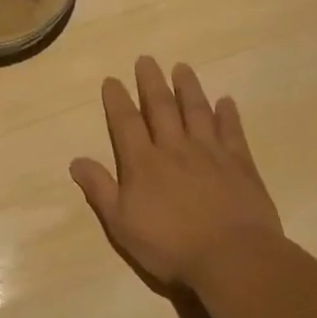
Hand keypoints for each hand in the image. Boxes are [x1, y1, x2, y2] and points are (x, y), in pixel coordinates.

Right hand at [69, 57, 282, 289]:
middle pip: (161, 108)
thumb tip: (76, 160)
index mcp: (142, 162)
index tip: (112, 80)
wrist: (233, 258)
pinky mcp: (240, 165)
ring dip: (188, 88)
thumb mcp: (121, 224)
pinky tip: (226, 101)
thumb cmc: (170, 245)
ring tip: (182, 67)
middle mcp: (174, 148)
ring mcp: (210, 154)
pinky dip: (228, 115)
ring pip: (197, 112)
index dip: (117, 100)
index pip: (125, 122)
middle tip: (146, 59)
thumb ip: (100, 189)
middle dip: (151, 83)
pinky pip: (232, 132)